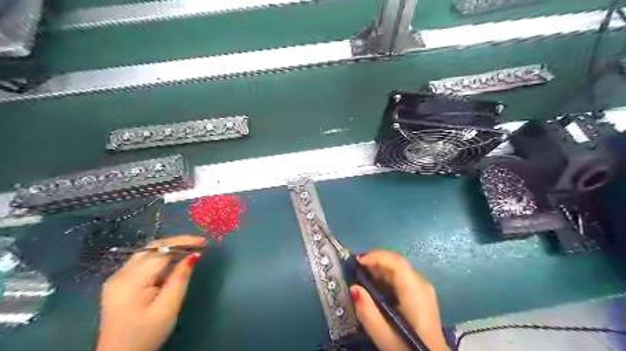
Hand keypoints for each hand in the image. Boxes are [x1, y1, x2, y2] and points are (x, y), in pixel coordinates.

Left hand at [94, 235, 207, 350]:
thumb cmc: (145, 335)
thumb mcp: (168, 308)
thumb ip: (180, 279)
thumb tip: (194, 255)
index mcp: (130, 281)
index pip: (160, 252)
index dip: (183, 243)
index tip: (203, 242)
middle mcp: (120, 274)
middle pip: (152, 248)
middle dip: (177, 243)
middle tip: (199, 244)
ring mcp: (118, 278)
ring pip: (147, 253)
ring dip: (170, 248)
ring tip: (191, 249)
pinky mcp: (120, 283)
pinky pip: (143, 261)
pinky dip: (161, 257)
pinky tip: (175, 261)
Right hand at [352, 249, 449, 350]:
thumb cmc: (408, 348)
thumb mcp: (384, 336)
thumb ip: (367, 312)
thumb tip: (354, 287)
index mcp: (414, 290)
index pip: (396, 262)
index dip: (376, 256)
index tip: (356, 260)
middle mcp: (421, 283)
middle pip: (396, 262)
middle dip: (374, 261)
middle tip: (354, 268)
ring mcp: (423, 287)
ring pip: (398, 267)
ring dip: (379, 268)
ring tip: (361, 276)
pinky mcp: (421, 292)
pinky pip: (401, 275)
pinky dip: (386, 276)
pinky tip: (375, 286)